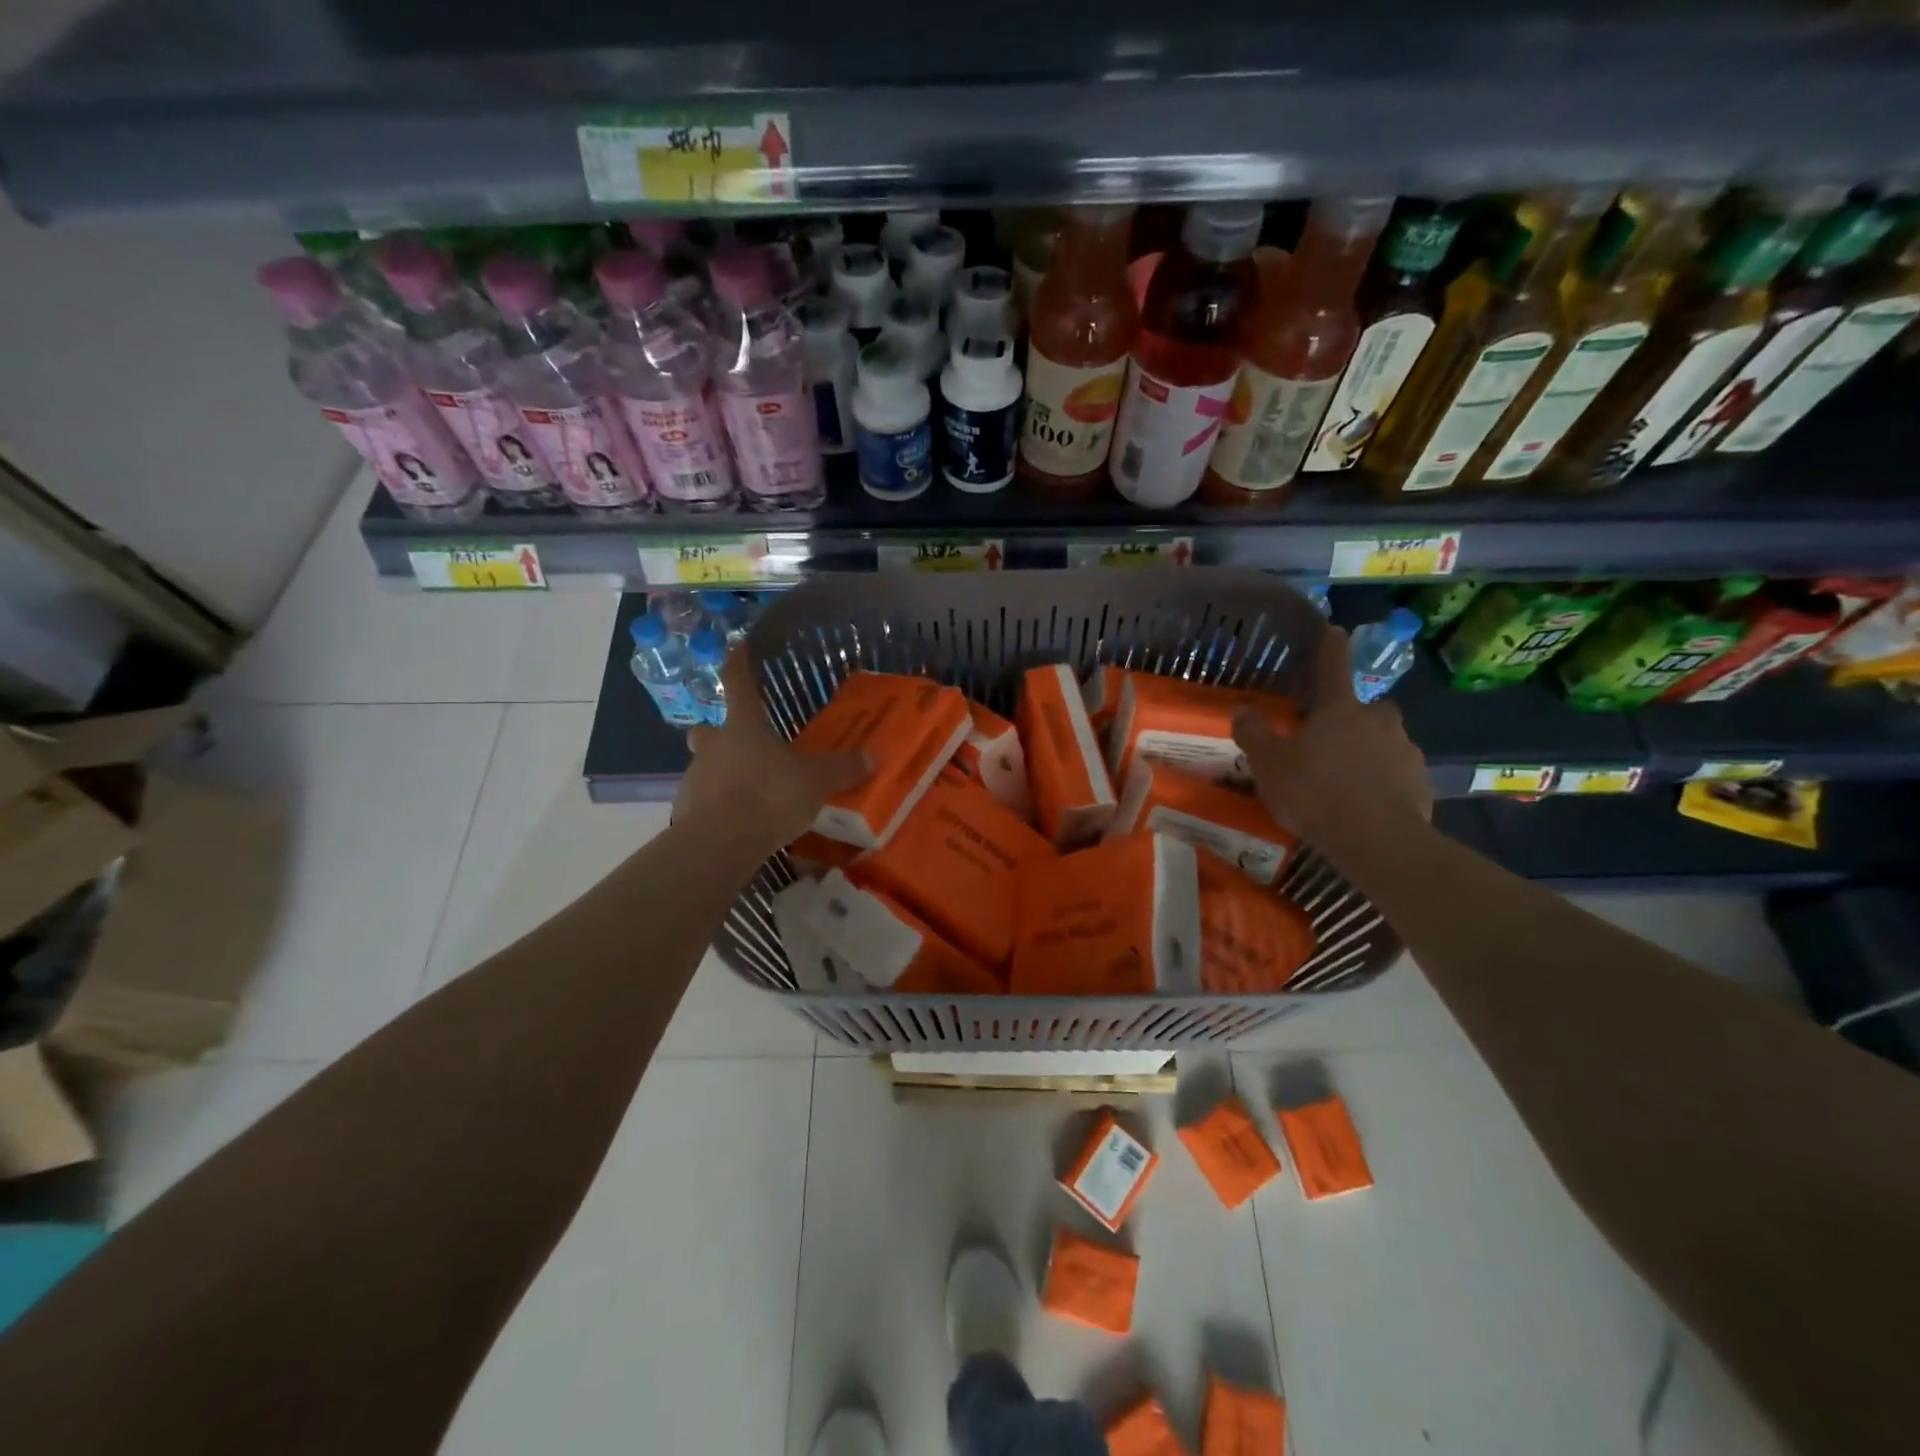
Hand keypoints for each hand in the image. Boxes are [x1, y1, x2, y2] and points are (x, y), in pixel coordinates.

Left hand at [675, 647, 869, 856]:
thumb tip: (871, 756)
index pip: (737, 683)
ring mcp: (696, 778)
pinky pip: (706, 800)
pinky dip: (721, 805)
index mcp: (743, 726)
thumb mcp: (816, 781)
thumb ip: (842, 768)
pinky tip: (741, 820)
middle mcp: (714, 745)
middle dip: (721, 732)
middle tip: (741, 743)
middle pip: (710, 729)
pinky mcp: (689, 811)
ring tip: (751, 791)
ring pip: (707, 766)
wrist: (720, 843)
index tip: (736, 645)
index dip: (737, 662)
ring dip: (724, 772)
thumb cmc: (769, 796)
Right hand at [1233, 625, 1430, 856]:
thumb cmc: (1315, 792)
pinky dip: (1384, 783)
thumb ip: (1254, 734)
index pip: (1334, 666)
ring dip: (1369, 752)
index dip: (1331, 646)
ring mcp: (1406, 752)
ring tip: (1346, 781)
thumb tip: (1243, 710)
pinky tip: (1366, 806)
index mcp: (1340, 709)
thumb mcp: (1269, 764)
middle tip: (1330, 741)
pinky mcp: (1422, 785)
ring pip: (1385, 742)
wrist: (1378, 841)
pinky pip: (1398, 776)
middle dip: (1352, 718)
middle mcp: (1379, 720)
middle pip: (1367, 709)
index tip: (1334, 629)